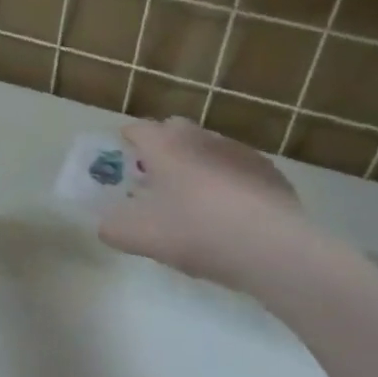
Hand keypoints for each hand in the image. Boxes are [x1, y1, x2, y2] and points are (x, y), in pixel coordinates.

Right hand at [99, 117, 313, 289]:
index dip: (128, 139)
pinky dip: (228, 181)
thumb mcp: (139, 237)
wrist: (271, 248)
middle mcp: (201, 139)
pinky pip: (238, 169)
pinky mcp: (269, 172)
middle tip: (156, 176)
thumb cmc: (195, 233)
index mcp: (165, 146)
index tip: (123, 153)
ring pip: (209, 148)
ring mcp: (239, 152)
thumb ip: (112, 228)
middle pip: (176, 131)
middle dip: (163, 147)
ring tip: (194, 198)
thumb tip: (106, 224)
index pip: (139, 129)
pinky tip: (231, 212)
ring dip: (197, 164)